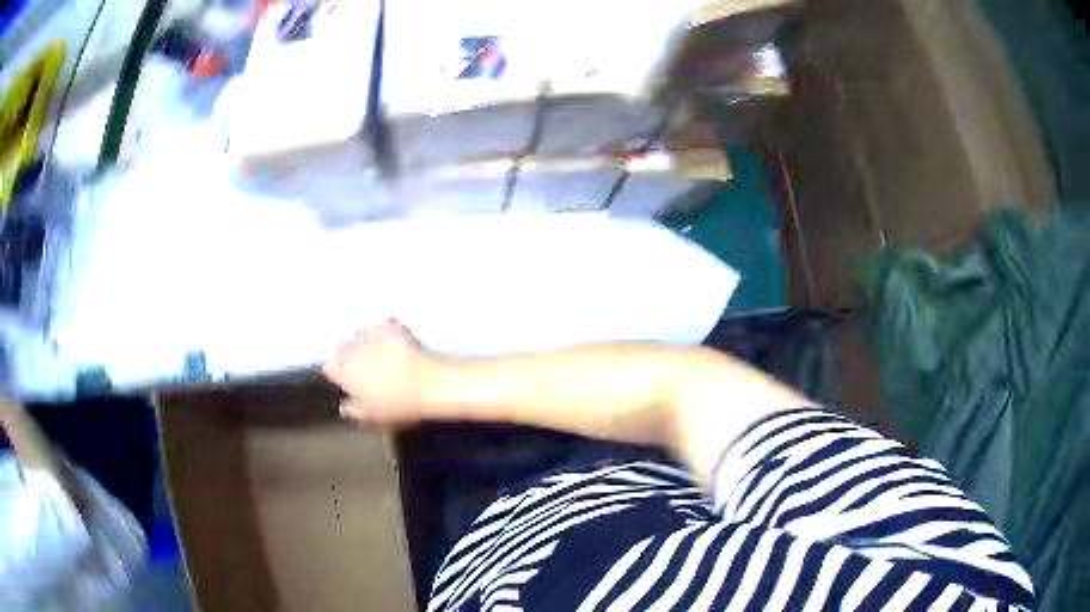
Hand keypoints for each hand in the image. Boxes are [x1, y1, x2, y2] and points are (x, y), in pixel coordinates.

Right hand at [323, 318, 437, 423]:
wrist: (427, 383)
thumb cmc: (398, 404)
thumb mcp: (373, 415)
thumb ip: (354, 409)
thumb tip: (344, 407)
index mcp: (344, 371)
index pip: (329, 365)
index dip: (338, 370)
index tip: (347, 377)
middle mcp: (351, 349)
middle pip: (343, 346)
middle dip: (352, 354)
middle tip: (369, 366)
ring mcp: (370, 334)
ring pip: (362, 333)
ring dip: (369, 341)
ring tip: (385, 353)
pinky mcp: (389, 323)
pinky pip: (383, 323)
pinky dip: (388, 329)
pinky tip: (398, 341)